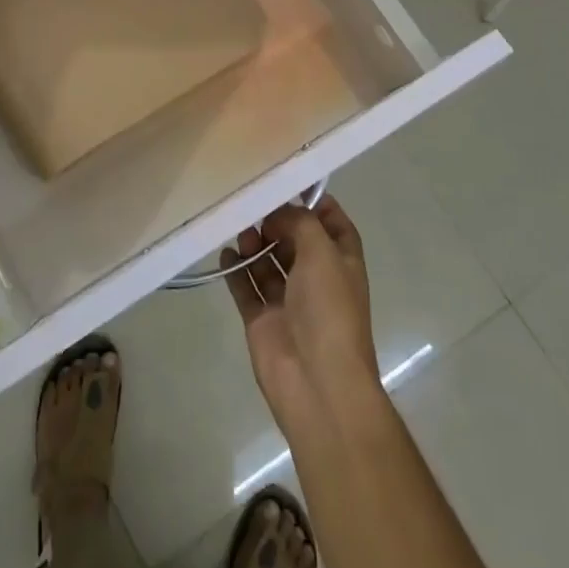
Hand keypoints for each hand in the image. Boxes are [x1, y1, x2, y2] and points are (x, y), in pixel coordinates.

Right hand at [222, 197, 381, 443]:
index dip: (316, 204)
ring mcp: (288, 301)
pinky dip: (236, 270)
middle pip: (295, 240)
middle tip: (254, 205)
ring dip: (255, 243)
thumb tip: (277, 213)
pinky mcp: (263, 320)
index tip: (288, 183)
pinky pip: (246, 288)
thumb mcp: (323, 253)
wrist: (317, 383)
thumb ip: (299, 222)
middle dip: (277, 221)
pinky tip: (226, 252)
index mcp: (342, 263)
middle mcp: (316, 279)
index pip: (333, 224)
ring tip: (241, 230)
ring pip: (269, 262)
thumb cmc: (329, 311)